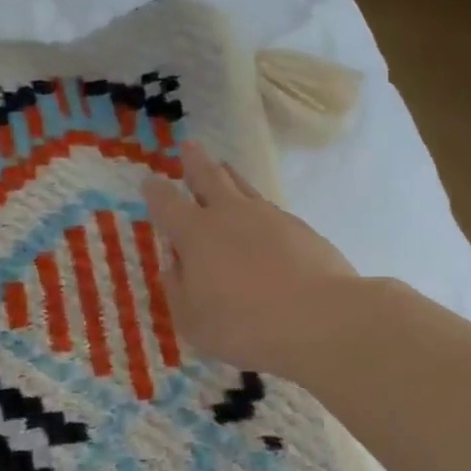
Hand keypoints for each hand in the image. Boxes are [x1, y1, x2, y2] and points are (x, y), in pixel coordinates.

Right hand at [142, 141, 359, 380]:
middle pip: (209, 177)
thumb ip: (178, 287)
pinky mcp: (301, 228)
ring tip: (224, 167)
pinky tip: (259, 219)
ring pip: (242, 187)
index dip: (155, 191)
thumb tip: (175, 264)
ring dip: (229, 175)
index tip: (149, 181)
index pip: (166, 203)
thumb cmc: (244, 324)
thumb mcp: (192, 318)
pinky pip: (269, 210)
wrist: (321, 319)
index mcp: (195, 233)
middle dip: (195, 162)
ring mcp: (269, 217)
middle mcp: (229, 215)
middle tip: (189, 146)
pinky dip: (257, 208)